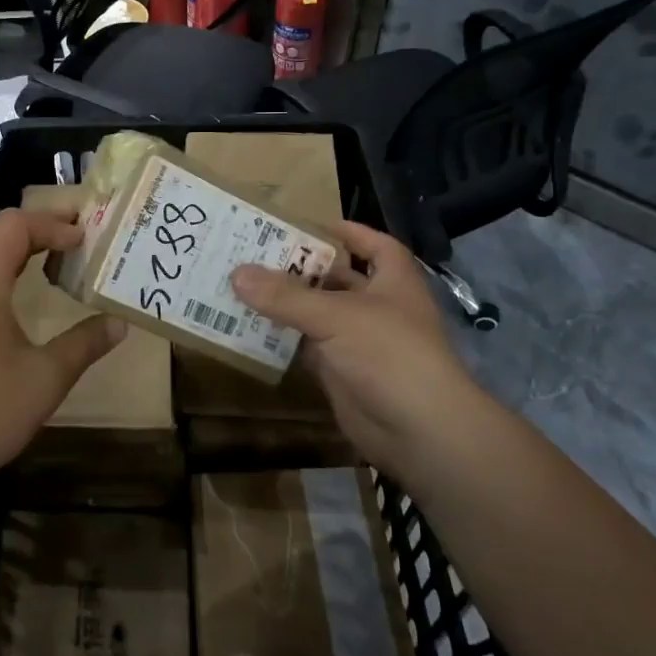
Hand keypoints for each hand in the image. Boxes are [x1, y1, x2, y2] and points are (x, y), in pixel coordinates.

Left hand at [0, 209, 125, 487]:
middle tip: (75, 238)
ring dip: (13, 250)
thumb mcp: (46, 378)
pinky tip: (12, 299)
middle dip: (36, 229)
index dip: (53, 224)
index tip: (85, 239)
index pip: (15, 226)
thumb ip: (85, 343)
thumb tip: (119, 324)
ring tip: (50, 261)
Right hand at [231, 220, 476, 476]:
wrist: (418, 430)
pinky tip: (251, 328)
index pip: (375, 246)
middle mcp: (378, 307)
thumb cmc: (389, 353)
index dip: (350, 232)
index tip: (312, 225)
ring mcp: (360, 343)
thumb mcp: (336, 315)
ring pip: (319, 316)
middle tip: (256, 254)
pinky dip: (284, 340)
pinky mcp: (343, 373)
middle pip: (338, 280)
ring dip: (288, 305)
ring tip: (243, 286)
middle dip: (303, 269)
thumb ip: (286, 295)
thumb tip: (236, 273)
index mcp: (393, 281)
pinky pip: (308, 349)